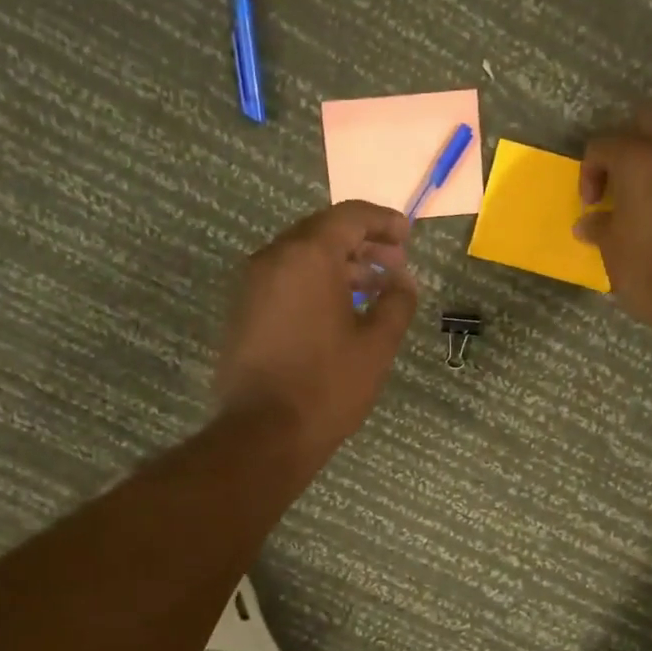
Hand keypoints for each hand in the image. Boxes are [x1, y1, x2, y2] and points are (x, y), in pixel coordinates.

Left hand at [215, 200, 417, 465]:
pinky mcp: (244, 311)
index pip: (350, 216)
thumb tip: (403, 280)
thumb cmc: (328, 385)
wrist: (263, 434)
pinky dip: (315, 283)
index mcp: (308, 256)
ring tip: (373, 288)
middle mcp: (273, 258)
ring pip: (302, 257)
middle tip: (395, 264)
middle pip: (322, 232)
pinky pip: (285, 280)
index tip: (407, 236)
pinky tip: (340, 310)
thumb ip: (397, 301)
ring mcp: (253, 285)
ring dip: (340, 265)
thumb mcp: (377, 344)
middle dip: (363, 243)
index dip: (383, 222)